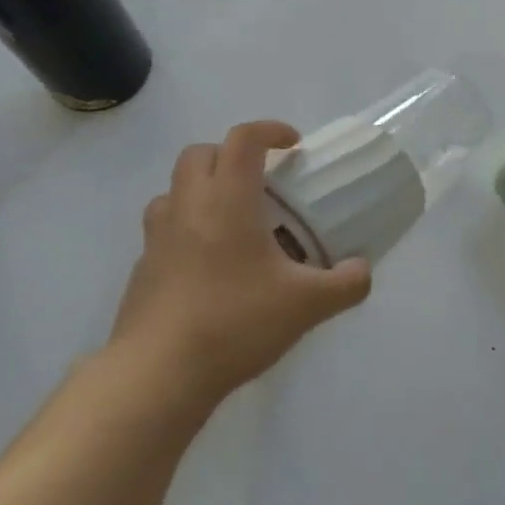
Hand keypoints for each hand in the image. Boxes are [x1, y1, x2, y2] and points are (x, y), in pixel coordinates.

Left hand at [111, 120, 372, 404]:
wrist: (158, 374)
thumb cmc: (235, 322)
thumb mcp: (308, 305)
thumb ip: (346, 283)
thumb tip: (363, 270)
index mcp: (227, 199)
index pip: (244, 139)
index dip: (271, 130)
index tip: (294, 145)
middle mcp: (187, 206)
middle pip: (200, 153)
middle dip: (231, 154)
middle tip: (262, 182)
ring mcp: (157, 237)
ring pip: (174, 189)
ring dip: (203, 189)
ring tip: (232, 220)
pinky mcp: (141, 269)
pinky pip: (164, 229)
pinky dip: (187, 229)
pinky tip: (210, 266)